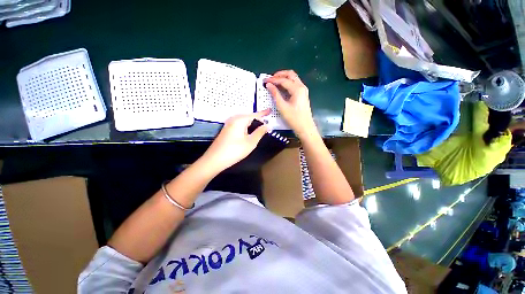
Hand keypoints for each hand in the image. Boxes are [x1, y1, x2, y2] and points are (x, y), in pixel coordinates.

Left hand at [203, 109, 269, 171]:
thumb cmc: (234, 151)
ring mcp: (229, 125)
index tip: (270, 110)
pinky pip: (239, 125)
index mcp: (240, 120)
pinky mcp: (226, 130)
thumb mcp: (251, 142)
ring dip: (252, 123)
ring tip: (260, 126)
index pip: (255, 115)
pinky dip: (246, 127)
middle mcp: (233, 120)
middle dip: (258, 119)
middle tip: (266, 121)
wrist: (214, 160)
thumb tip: (268, 125)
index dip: (263, 113)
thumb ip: (260, 132)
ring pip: (244, 121)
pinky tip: (249, 132)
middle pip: (249, 117)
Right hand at [265, 70, 317, 139]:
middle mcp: (301, 87)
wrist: (305, 127)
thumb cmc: (294, 118)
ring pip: (293, 79)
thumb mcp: (282, 107)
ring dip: (283, 78)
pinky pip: (294, 84)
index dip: (273, 80)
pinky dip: (287, 83)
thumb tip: (269, 85)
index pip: (283, 80)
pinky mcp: (302, 95)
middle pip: (290, 74)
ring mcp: (303, 90)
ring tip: (274, 82)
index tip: (265, 81)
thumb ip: (275, 94)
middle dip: (279, 75)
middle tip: (270, 79)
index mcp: (297, 89)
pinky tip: (281, 88)